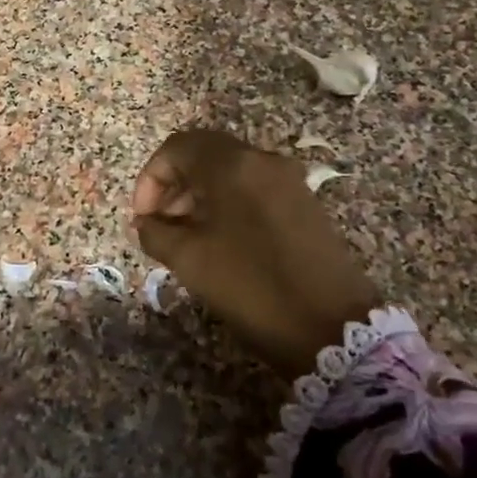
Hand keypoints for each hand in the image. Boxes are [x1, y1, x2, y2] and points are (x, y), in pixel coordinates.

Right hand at [131, 129, 381, 378]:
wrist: (334, 328)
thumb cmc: (252, 286)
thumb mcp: (190, 260)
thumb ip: (156, 232)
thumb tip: (146, 223)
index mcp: (232, 164)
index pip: (176, 148)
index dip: (150, 179)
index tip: (142, 218)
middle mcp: (262, 160)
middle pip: (204, 153)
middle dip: (173, 183)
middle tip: (158, 223)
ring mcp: (288, 180)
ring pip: (229, 170)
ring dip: (198, 193)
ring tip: (184, 235)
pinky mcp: (304, 202)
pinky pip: (253, 187)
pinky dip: (226, 202)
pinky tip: (219, 240)